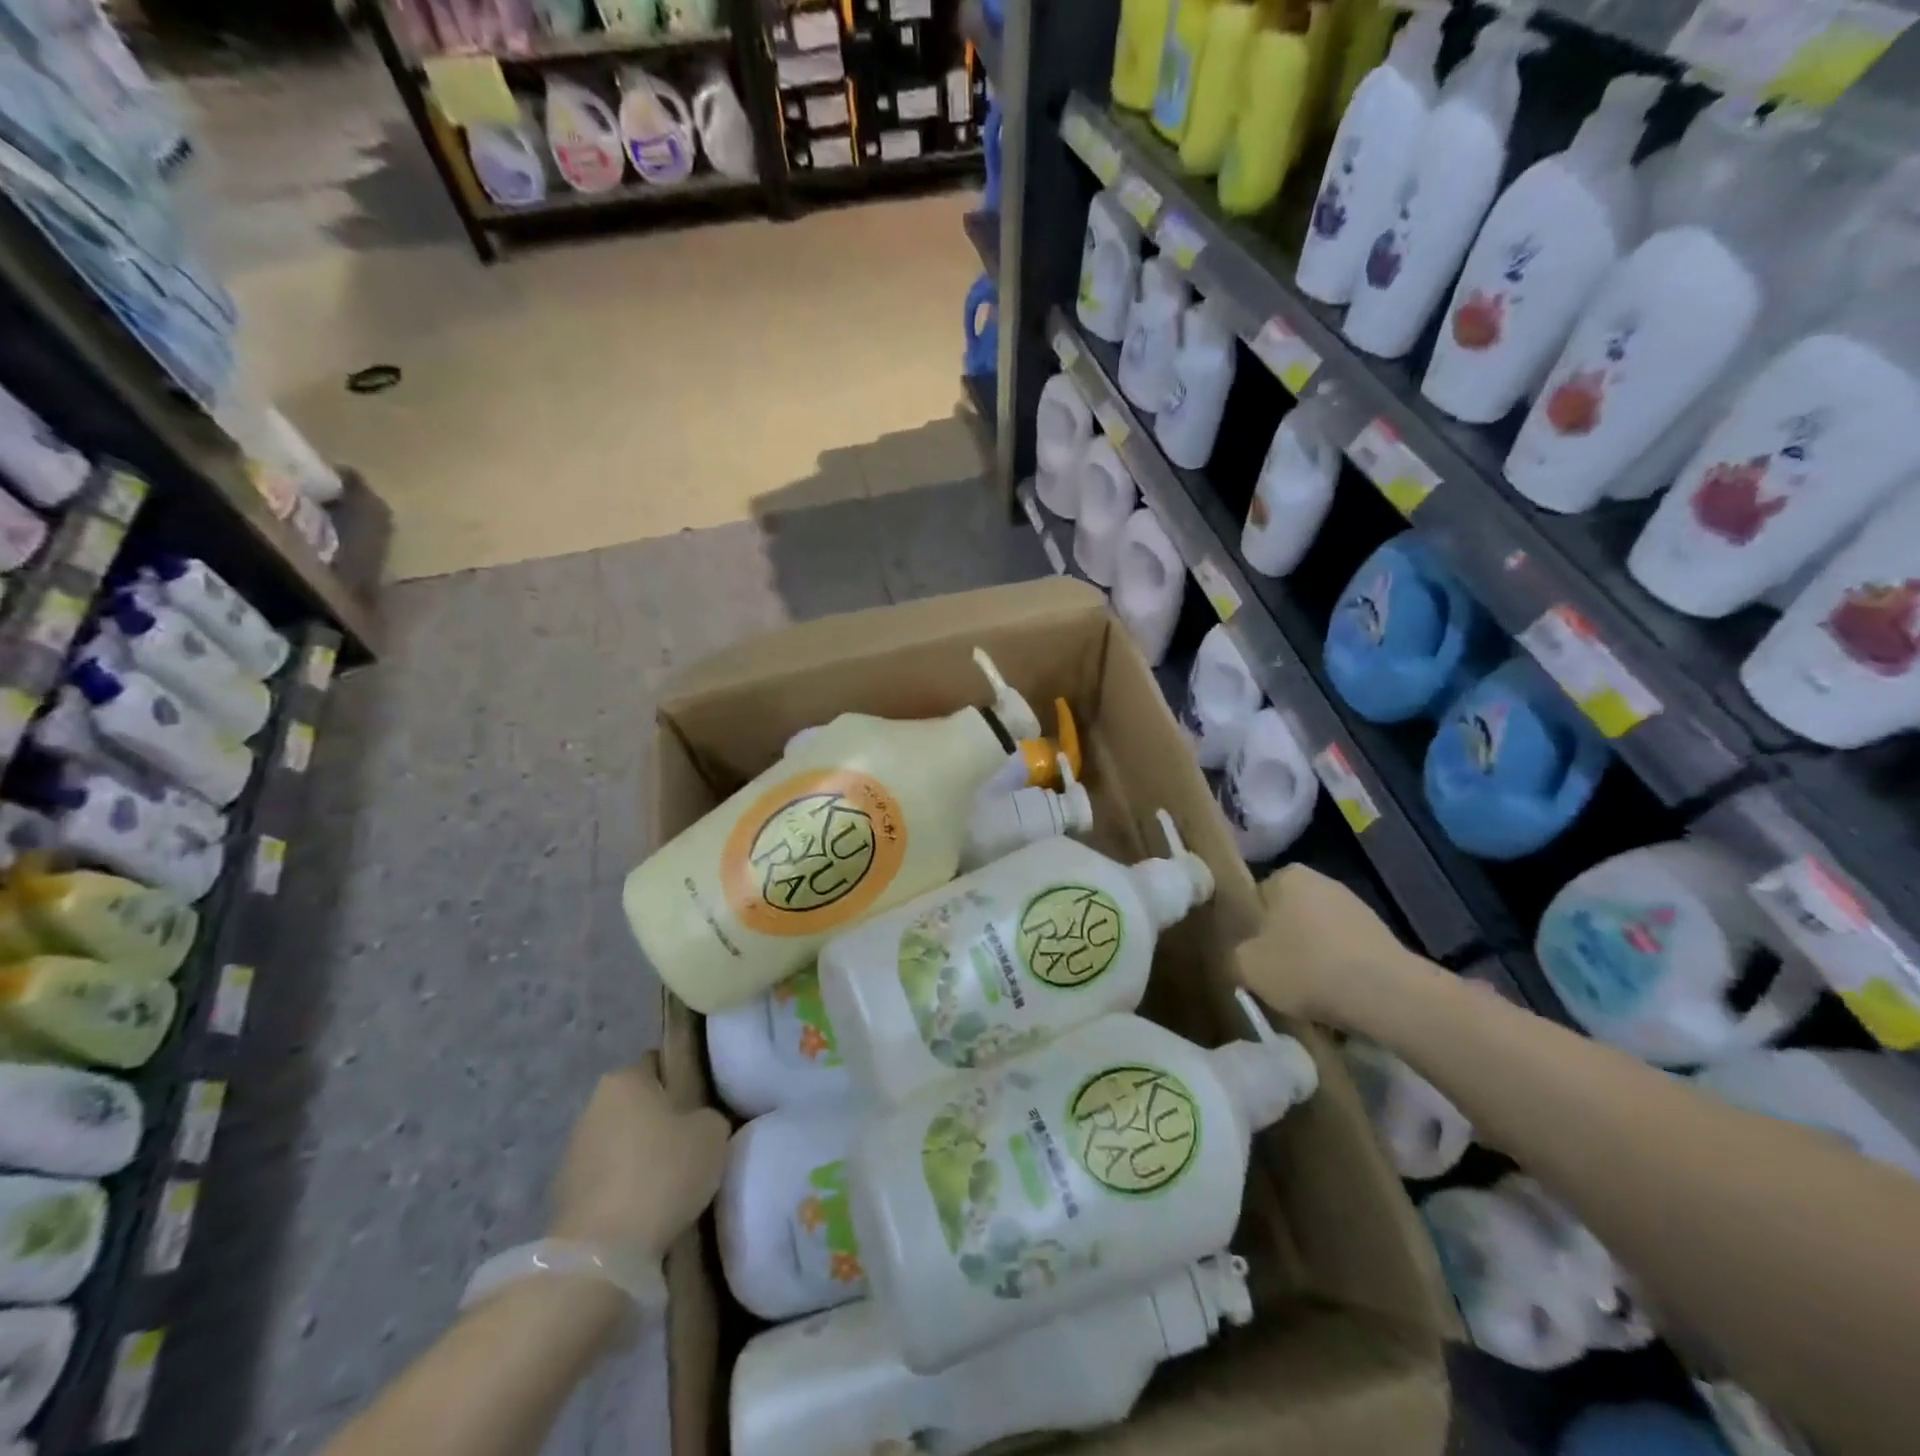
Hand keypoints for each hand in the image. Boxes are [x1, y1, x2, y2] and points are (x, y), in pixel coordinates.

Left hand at [547, 1055, 729, 1257]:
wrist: (602, 1253)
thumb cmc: (662, 1173)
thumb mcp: (712, 1132)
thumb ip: (707, 1116)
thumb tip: (697, 1122)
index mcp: (626, 1078)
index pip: (659, 1063)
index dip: (683, 1080)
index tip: (702, 1105)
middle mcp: (593, 1105)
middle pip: (638, 1103)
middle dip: (660, 1119)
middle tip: (691, 1143)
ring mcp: (573, 1151)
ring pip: (620, 1141)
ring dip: (640, 1154)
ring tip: (669, 1181)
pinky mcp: (563, 1194)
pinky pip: (607, 1178)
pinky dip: (623, 1187)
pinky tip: (645, 1207)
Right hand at [1232, 864, 1424, 1025]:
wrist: (1386, 994)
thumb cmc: (1306, 967)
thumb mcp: (1247, 966)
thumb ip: (1235, 955)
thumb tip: (1242, 958)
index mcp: (1288, 876)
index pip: (1256, 897)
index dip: (1251, 928)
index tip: (1251, 954)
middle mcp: (1324, 882)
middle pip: (1290, 916)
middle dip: (1283, 942)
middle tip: (1275, 975)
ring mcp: (1358, 908)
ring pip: (1319, 936)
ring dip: (1313, 959)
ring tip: (1307, 994)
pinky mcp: (1383, 937)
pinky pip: (1347, 954)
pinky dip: (1339, 972)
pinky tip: (1337, 998)